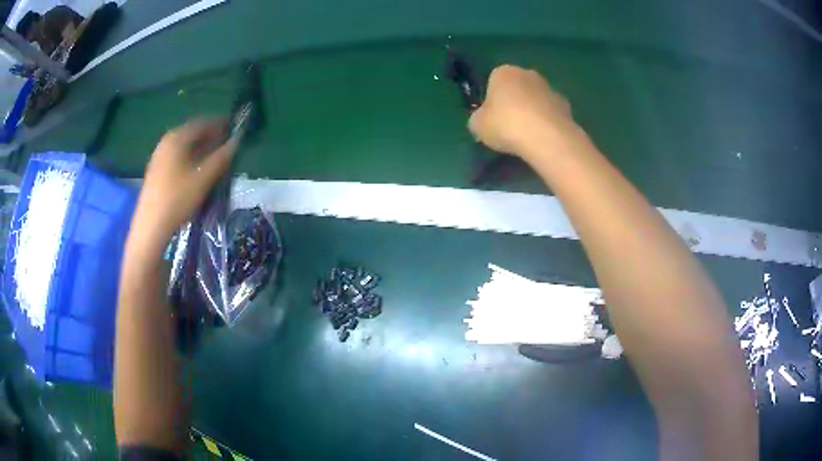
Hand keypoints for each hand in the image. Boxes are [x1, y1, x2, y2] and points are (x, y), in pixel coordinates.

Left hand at [131, 119, 237, 246]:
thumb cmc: (178, 198)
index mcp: (177, 137)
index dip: (221, 123)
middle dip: (211, 135)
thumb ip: (222, 157)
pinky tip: (197, 168)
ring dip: (201, 146)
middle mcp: (167, 141)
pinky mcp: (157, 169)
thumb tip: (237, 140)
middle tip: (226, 143)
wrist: (151, 226)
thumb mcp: (204, 178)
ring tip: (214, 156)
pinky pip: (177, 154)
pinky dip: (190, 155)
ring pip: (185, 144)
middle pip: (193, 132)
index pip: (203, 122)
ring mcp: (159, 155)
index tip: (235, 128)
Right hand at [469, 65, 581, 160]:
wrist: (546, 137)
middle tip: (509, 127)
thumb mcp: (477, 125)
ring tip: (528, 136)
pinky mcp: (566, 105)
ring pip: (535, 100)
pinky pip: (551, 113)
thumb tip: (482, 121)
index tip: (492, 119)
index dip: (492, 101)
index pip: (493, 82)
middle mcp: (528, 73)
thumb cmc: (506, 125)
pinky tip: (543, 139)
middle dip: (514, 103)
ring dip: (532, 112)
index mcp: (503, 72)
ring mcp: (549, 88)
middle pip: (517, 88)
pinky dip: (547, 123)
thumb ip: (478, 119)